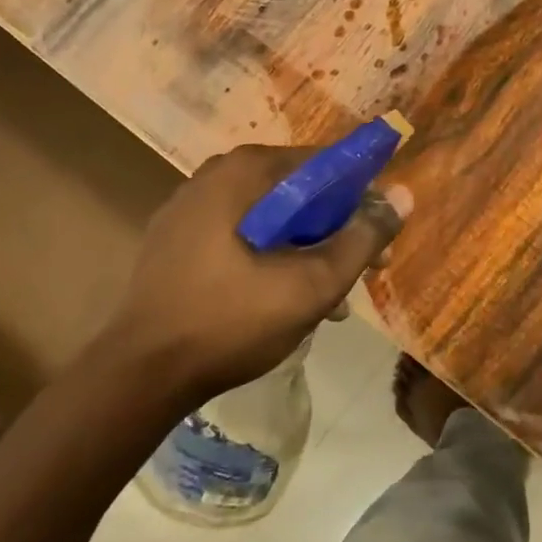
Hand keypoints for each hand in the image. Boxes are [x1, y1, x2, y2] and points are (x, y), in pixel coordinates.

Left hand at [109, 144, 410, 399]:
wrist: (137, 377)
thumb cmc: (231, 321)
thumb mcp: (312, 284)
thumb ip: (363, 237)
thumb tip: (404, 195)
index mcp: (245, 172)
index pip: (325, 164)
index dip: (362, 198)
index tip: (379, 236)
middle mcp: (216, 175)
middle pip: (298, 191)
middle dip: (335, 230)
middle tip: (359, 272)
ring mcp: (189, 207)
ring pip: (271, 216)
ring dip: (306, 248)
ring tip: (327, 298)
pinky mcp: (175, 240)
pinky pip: (240, 233)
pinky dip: (270, 255)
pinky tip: (283, 298)